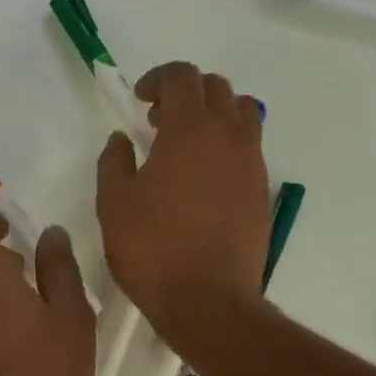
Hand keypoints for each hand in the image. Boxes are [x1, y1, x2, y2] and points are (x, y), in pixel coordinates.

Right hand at [97, 62, 271, 340]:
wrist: (208, 299)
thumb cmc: (153, 248)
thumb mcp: (114, 204)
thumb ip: (114, 162)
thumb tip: (122, 139)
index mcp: (190, 130)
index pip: (183, 77)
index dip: (158, 79)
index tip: (139, 100)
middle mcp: (228, 136)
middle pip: (216, 88)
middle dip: (185, 93)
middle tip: (158, 121)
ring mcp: (251, 163)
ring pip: (242, 113)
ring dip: (213, 114)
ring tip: (186, 144)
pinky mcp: (261, 191)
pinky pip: (249, 148)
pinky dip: (227, 144)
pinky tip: (203, 178)